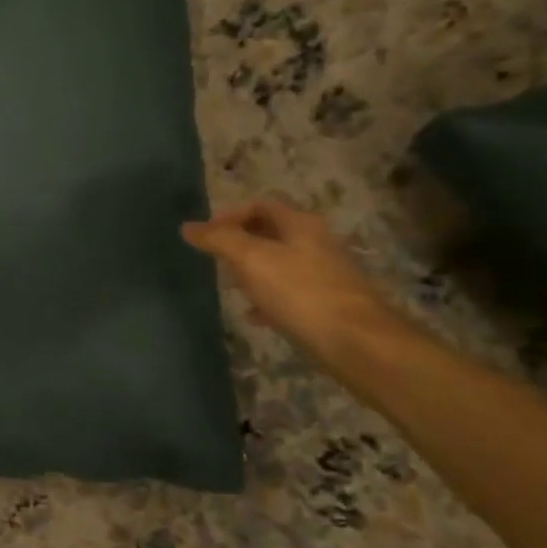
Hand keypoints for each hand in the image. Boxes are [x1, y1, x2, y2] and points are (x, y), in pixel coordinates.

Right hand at [183, 199, 406, 362]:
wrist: (358, 342)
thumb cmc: (299, 292)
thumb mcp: (251, 259)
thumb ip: (218, 239)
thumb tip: (189, 227)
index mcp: (300, 224)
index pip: (261, 205)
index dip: (230, 215)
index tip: (207, 235)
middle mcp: (317, 242)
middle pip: (272, 232)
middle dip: (240, 243)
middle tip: (216, 260)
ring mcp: (325, 274)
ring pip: (280, 263)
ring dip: (253, 270)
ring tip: (231, 286)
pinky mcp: (328, 303)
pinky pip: (290, 292)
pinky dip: (268, 297)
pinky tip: (255, 315)